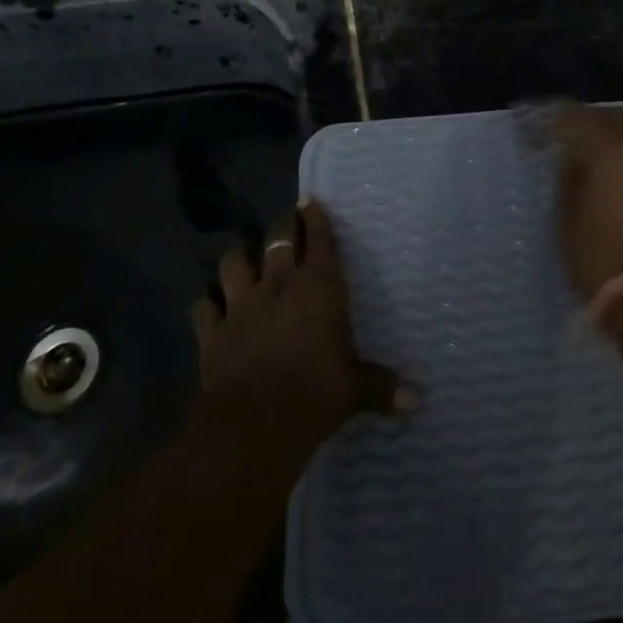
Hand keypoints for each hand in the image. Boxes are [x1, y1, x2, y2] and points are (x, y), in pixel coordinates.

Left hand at [191, 199, 417, 448]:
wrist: (253, 421)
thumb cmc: (315, 393)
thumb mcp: (355, 390)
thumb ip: (382, 387)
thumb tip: (418, 400)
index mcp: (319, 286)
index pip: (319, 240)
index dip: (316, 218)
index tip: (311, 201)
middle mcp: (279, 285)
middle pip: (278, 239)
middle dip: (284, 226)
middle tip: (288, 220)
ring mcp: (241, 305)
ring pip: (234, 263)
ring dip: (240, 259)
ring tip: (245, 260)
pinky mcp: (213, 332)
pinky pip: (204, 308)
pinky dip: (208, 305)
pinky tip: (212, 308)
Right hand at [548, 103, 622, 298]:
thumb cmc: (600, 258)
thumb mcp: (567, 219)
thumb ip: (569, 177)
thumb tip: (572, 156)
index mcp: (609, 151)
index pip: (578, 117)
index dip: (558, 118)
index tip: (545, 127)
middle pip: (616, 115)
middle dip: (592, 120)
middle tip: (572, 134)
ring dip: (620, 132)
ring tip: (603, 151)